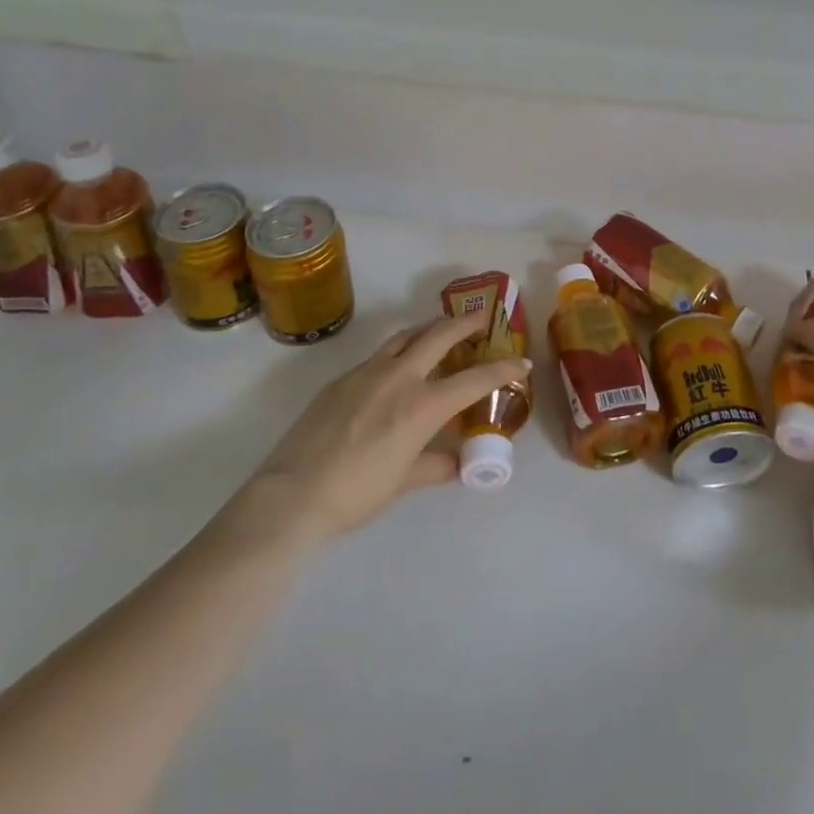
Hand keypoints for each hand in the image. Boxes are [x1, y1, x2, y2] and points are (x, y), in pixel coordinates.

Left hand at [215, 310, 529, 550]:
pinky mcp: (342, 378)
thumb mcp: (403, 482)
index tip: (521, 362)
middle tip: (481, 319)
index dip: (502, 369)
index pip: (474, 379)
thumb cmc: (356, 494)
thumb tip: (459, 464)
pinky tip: (394, 371)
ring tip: (439, 333)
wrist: (292, 494)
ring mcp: (367, 371)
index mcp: (422, 405)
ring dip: (429, 329)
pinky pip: (378, 355)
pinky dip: (397, 353)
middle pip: (439, 334)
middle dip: (465, 323)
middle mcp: (399, 377)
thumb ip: (434, 465)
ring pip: (406, 336)